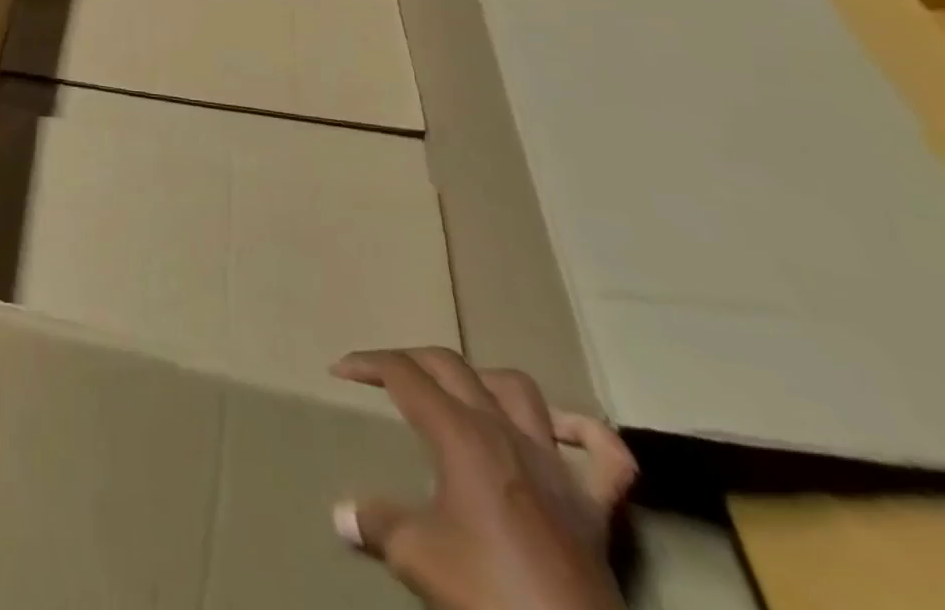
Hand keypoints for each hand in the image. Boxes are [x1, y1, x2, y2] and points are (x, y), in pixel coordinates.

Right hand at [332, 347, 635, 609]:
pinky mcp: (595, 507)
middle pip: (451, 366)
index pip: (403, 374)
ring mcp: (555, 466)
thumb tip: (341, 515)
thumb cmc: (488, 592)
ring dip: (485, 381)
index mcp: (460, 434)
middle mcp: (505, 432)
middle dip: (412, 360)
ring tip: (462, 394)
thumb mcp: (417, 557)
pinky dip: (585, 434)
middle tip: (387, 376)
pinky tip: (562, 433)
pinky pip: (606, 456)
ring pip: (519, 390)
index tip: (340, 372)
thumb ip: (377, 524)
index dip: (366, 364)